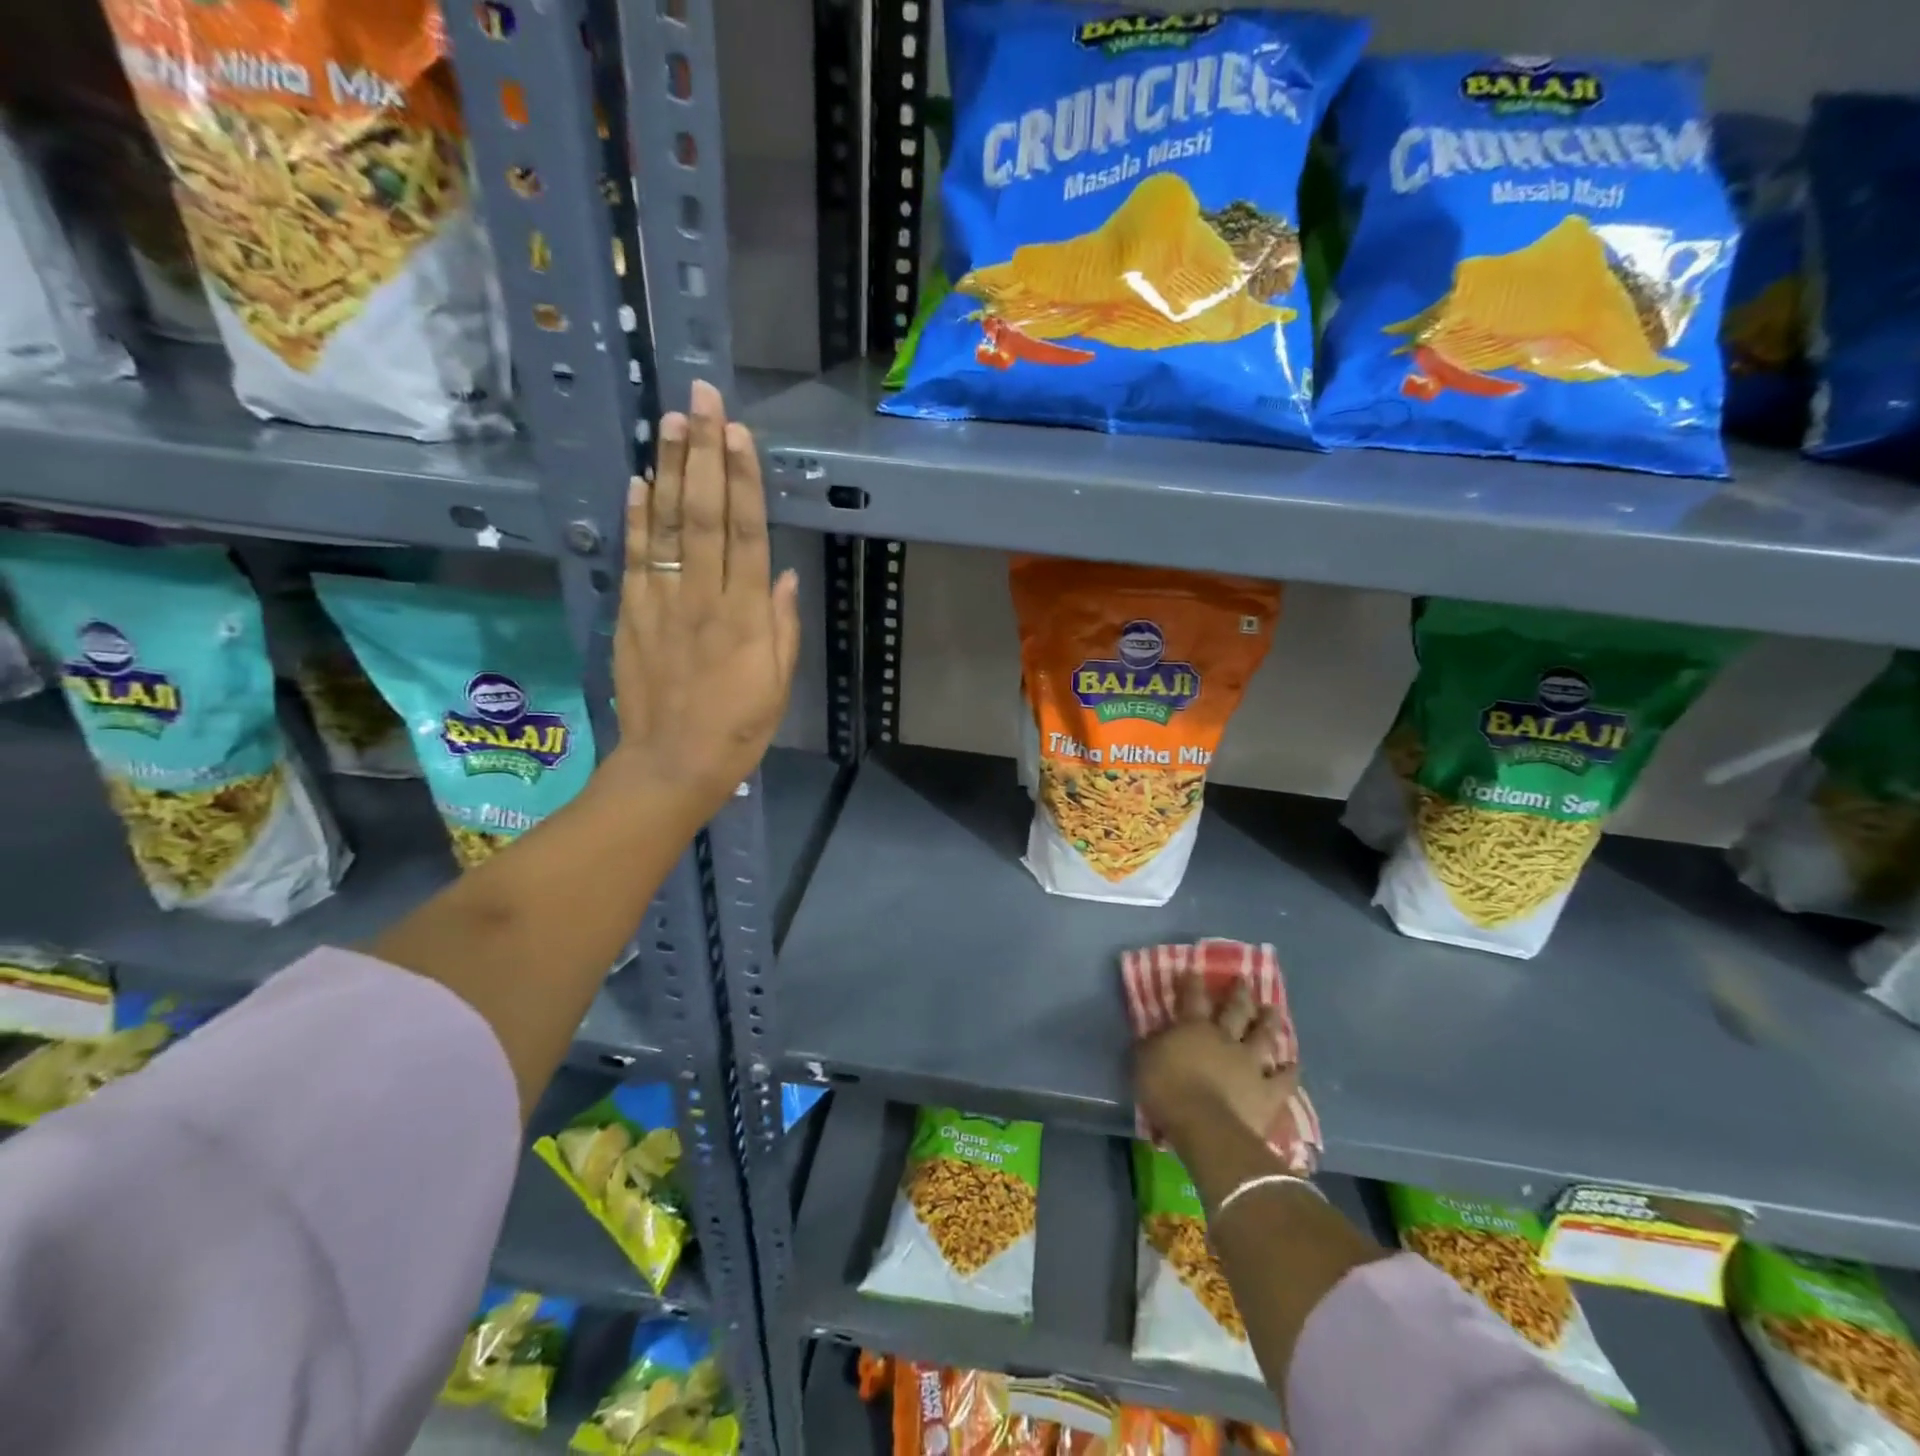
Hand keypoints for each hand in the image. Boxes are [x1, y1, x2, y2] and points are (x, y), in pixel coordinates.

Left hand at [611, 380, 799, 817]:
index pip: (745, 533)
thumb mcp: (778, 683)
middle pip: (703, 514)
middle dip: (704, 452)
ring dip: (668, 469)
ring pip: (666, 525)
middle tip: (701, 398)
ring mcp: (662, 602)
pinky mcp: (631, 614)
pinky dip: (635, 517)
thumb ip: (782, 626)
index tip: (738, 432)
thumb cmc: (740, 727)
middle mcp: (704, 598)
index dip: (742, 479)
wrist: (674, 763)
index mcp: (747, 616)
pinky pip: (635, 557)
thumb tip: (787, 574)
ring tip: (670, 420)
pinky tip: (637, 480)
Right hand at [1134, 975, 1298, 1144]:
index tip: (1195, 970)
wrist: (1204, 1125)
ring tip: (1273, 1009)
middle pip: (1235, 1010)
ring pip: (1263, 1036)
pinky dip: (1290, 1071)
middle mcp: (1225, 1038)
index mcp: (1194, 1028)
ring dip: (1269, 1022)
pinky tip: (1293, 1064)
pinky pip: (1283, 1080)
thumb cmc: (1166, 1089)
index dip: (1193, 983)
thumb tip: (1154, 1034)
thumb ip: (1151, 1045)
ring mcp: (1250, 1064)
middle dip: (1239, 994)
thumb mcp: (1143, 1061)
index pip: (1193, 998)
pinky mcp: (1267, 1092)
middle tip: (1244, 980)